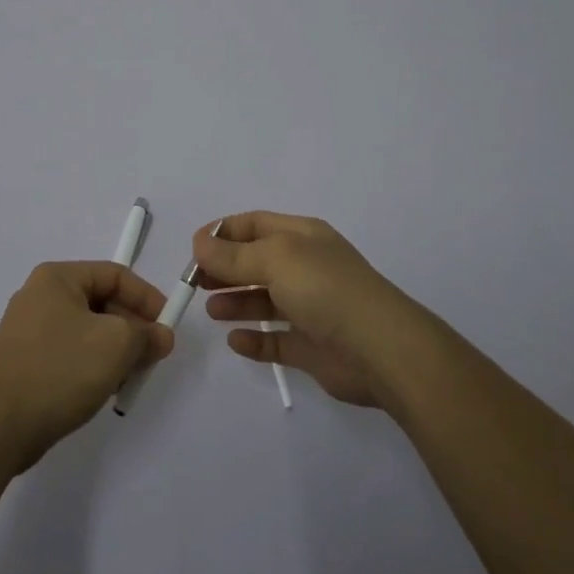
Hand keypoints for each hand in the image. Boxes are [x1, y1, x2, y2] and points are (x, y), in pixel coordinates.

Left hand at [0, 261, 172, 470]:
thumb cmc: (60, 370)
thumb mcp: (116, 345)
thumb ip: (146, 335)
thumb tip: (161, 336)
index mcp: (57, 278)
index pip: (115, 275)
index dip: (146, 298)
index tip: (167, 328)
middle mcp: (39, 296)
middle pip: (101, 302)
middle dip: (131, 328)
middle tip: (152, 357)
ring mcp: (27, 330)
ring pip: (86, 330)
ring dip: (114, 350)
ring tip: (129, 378)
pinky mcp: (23, 361)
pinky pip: (69, 353)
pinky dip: (91, 365)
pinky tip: (102, 390)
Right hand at [198, 212, 435, 409]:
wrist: (381, 349)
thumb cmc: (325, 289)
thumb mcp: (275, 259)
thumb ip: (233, 255)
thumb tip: (199, 243)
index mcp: (301, 237)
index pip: (254, 224)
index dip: (222, 232)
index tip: (193, 249)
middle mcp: (305, 267)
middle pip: (255, 262)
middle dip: (223, 269)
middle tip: (194, 283)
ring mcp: (310, 308)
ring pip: (263, 300)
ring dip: (235, 303)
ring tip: (212, 311)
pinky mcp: (312, 347)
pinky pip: (275, 341)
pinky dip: (254, 340)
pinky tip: (235, 341)